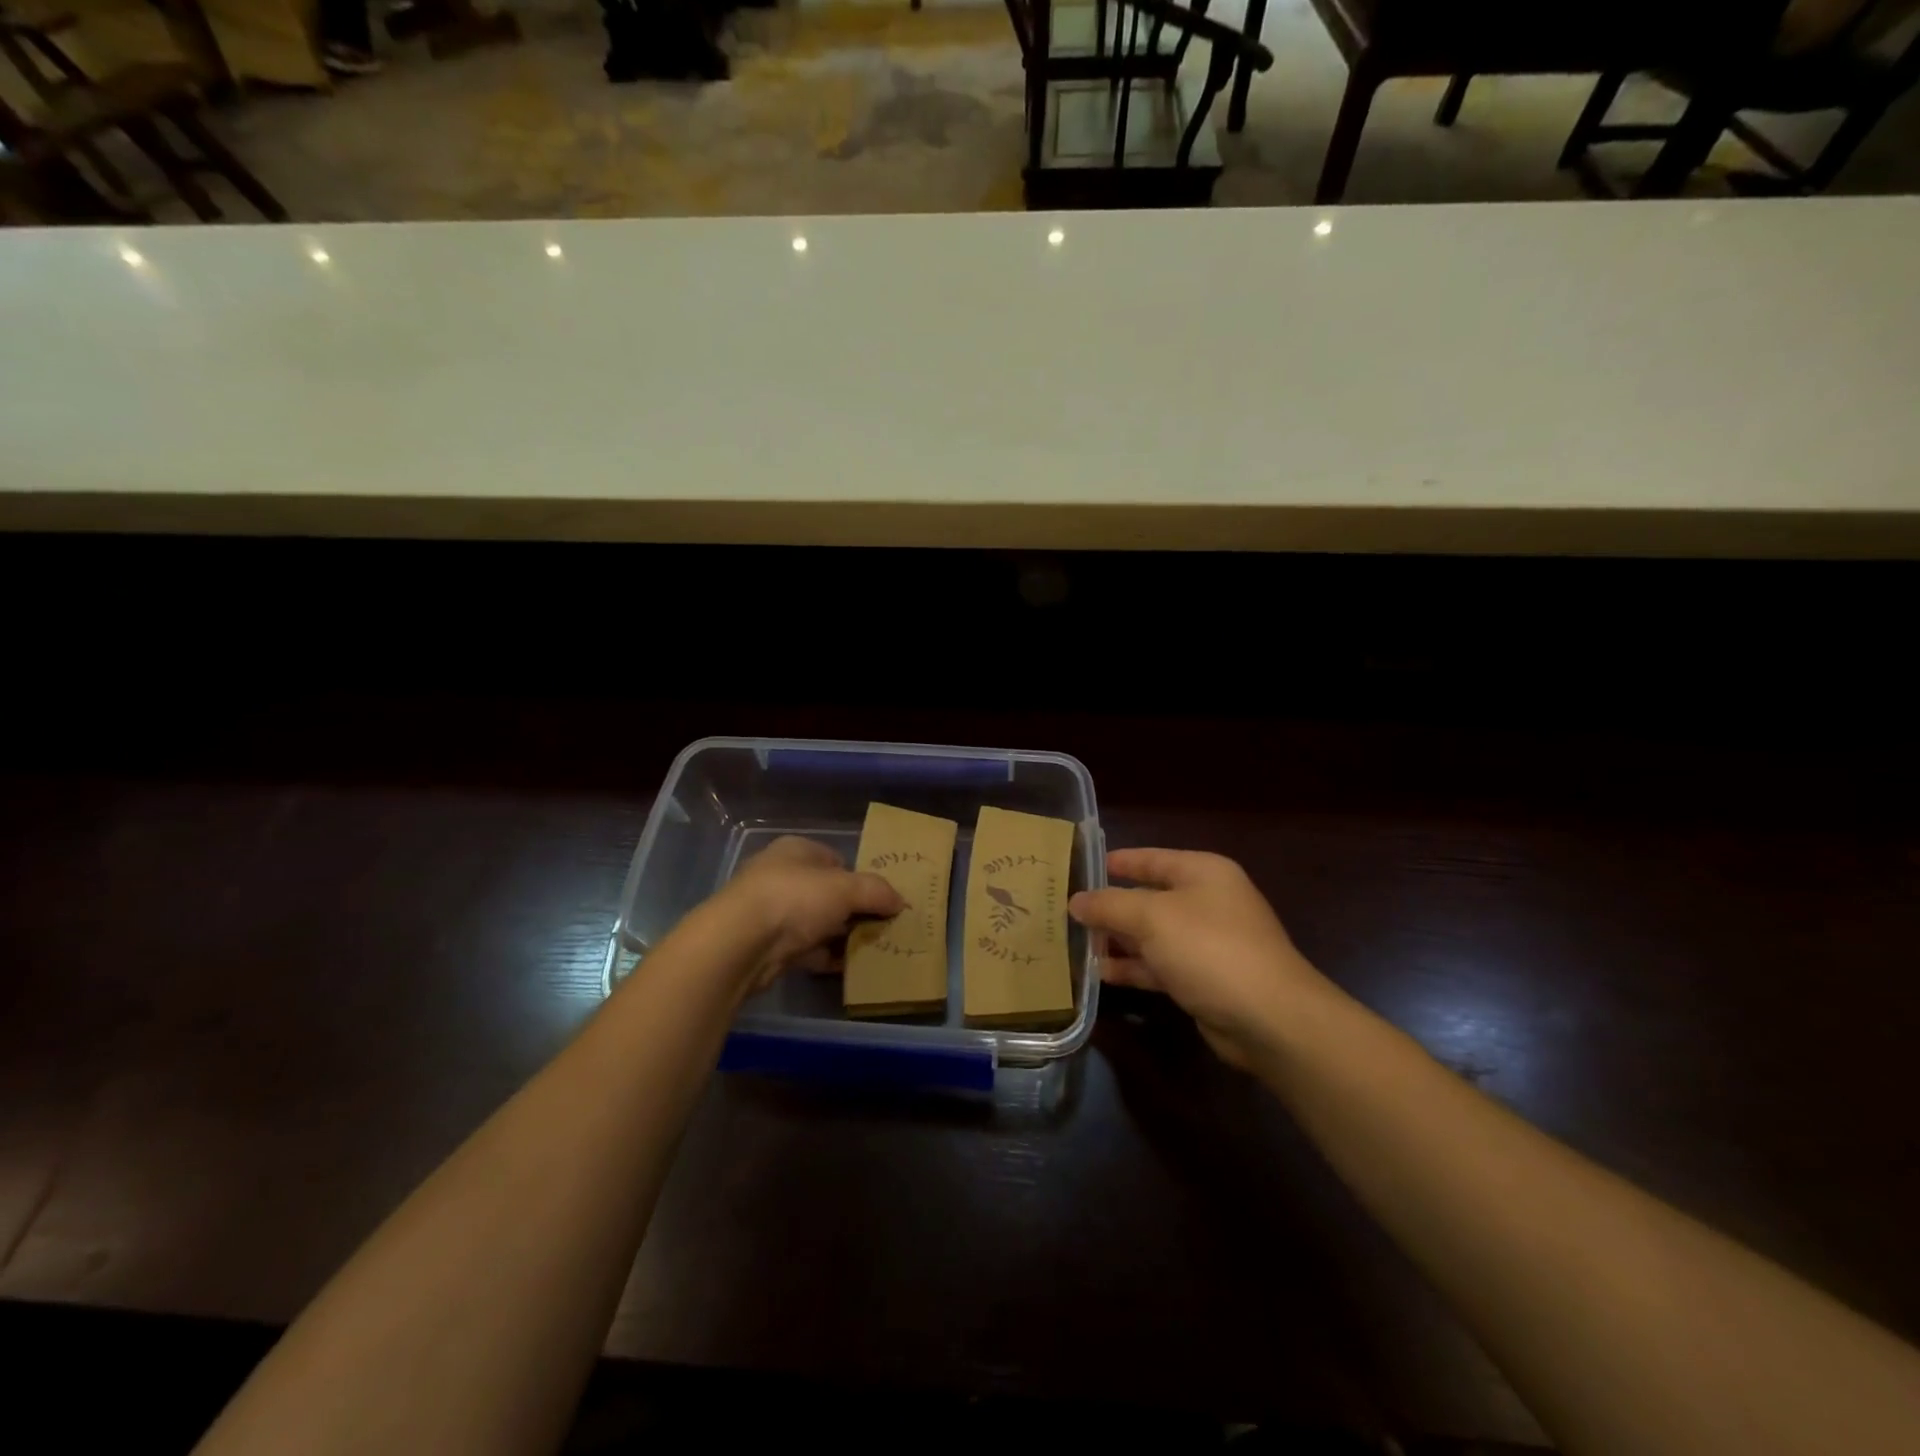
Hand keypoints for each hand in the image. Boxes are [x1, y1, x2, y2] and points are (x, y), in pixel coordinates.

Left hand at [707, 835, 904, 996]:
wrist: (740, 944)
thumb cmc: (795, 899)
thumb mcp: (846, 889)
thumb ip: (877, 892)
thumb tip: (900, 901)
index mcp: (796, 850)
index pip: (836, 860)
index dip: (859, 878)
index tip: (879, 901)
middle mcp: (781, 875)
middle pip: (827, 892)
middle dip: (852, 911)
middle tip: (879, 928)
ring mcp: (770, 911)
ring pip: (816, 922)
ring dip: (839, 936)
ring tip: (869, 950)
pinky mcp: (765, 945)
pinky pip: (804, 948)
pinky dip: (824, 956)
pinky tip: (846, 967)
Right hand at [1069, 848, 1333, 1067]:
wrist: (1269, 1018)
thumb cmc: (1210, 948)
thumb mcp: (1152, 918)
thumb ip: (1109, 905)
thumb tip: (1075, 901)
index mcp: (1202, 873)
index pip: (1151, 858)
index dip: (1116, 862)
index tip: (1080, 867)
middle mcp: (1206, 902)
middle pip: (1148, 897)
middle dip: (1110, 906)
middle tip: (1066, 911)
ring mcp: (1206, 943)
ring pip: (1151, 935)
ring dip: (1117, 939)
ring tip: (1075, 942)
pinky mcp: (1203, 979)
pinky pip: (1159, 965)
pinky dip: (1132, 967)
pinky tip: (1100, 972)